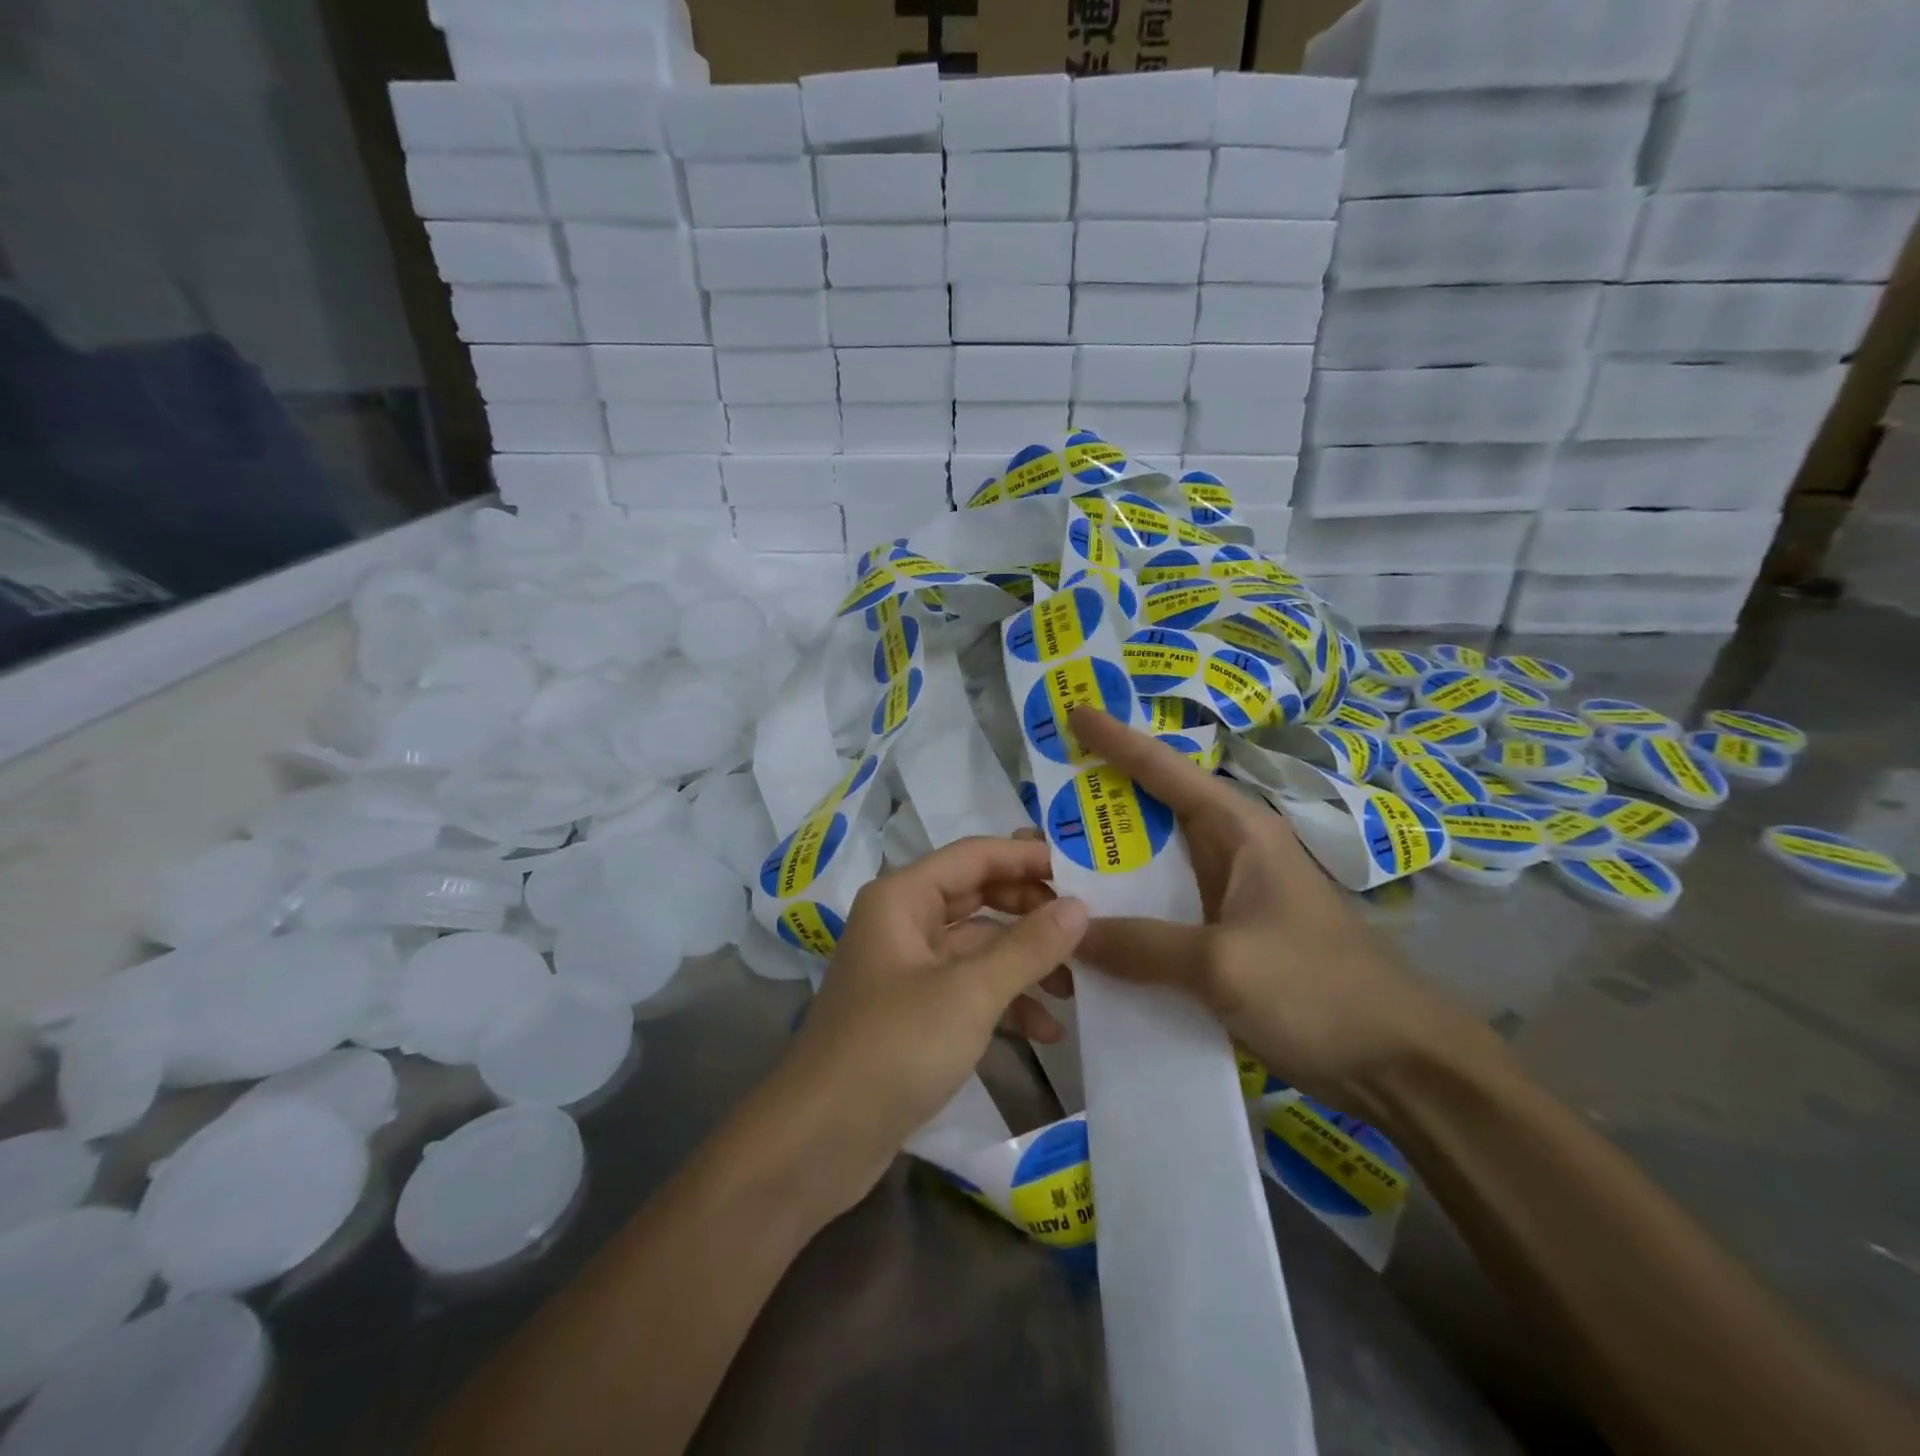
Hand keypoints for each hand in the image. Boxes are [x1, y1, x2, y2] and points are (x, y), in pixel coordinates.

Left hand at [765, 836, 1088, 1217]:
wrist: (819, 1141)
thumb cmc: (893, 1048)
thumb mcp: (969, 993)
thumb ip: (1027, 946)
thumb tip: (1079, 907)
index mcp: (902, 898)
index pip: (974, 856)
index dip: (1027, 857)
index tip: (1083, 870)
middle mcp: (903, 922)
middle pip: (978, 896)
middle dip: (1031, 911)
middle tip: (1085, 928)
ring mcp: (907, 968)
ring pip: (977, 946)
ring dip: (1024, 962)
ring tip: (1075, 987)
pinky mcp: (914, 1012)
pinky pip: (968, 988)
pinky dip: (1005, 1001)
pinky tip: (1046, 1031)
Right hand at [1069, 708, 1491, 1113]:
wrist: (1398, 1063)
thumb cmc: (1319, 990)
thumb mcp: (1224, 964)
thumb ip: (1142, 945)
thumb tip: (1072, 932)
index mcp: (1238, 831)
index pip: (1166, 770)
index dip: (1117, 740)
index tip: (1074, 713)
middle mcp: (1230, 852)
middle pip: (1152, 813)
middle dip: (1096, 805)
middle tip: (1036, 808)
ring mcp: (1227, 896)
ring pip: (1152, 864)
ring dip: (1105, 864)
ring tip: (1046, 864)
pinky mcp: (1224, 936)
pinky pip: (1160, 911)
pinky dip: (1124, 912)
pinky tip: (1087, 929)